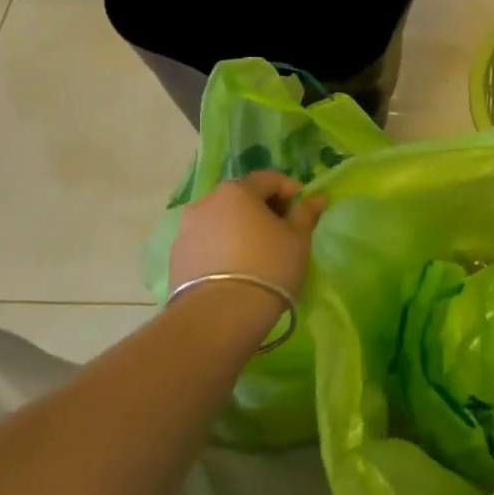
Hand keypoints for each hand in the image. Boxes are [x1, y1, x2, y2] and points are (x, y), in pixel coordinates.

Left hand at [170, 172, 325, 319]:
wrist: (219, 315)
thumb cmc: (268, 266)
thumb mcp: (298, 239)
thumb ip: (306, 213)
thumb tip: (317, 197)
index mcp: (237, 191)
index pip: (268, 179)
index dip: (289, 190)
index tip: (302, 209)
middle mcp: (206, 202)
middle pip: (241, 198)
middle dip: (262, 209)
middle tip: (281, 232)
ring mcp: (186, 230)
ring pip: (220, 221)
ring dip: (239, 229)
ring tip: (256, 254)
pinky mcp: (176, 257)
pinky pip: (206, 244)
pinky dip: (221, 248)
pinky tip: (235, 270)